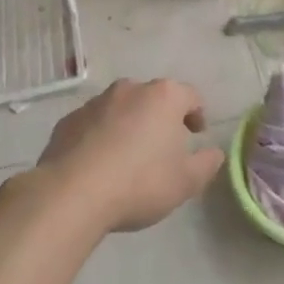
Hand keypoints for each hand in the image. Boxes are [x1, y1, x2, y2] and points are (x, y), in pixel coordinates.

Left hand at [24, 79, 224, 232]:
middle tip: (164, 147)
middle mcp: (129, 89)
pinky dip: (100, 136)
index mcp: (163, 97)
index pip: (190, 96)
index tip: (196, 135)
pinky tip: (99, 164)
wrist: (72, 193)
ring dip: (129, 125)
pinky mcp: (68, 120)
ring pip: (121, 109)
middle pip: (153, 98)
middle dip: (161, 118)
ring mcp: (95, 102)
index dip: (197, 114)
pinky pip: (93, 124)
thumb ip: (206, 164)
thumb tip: (214, 153)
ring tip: (129, 158)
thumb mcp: (186, 182)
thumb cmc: (140, 183)